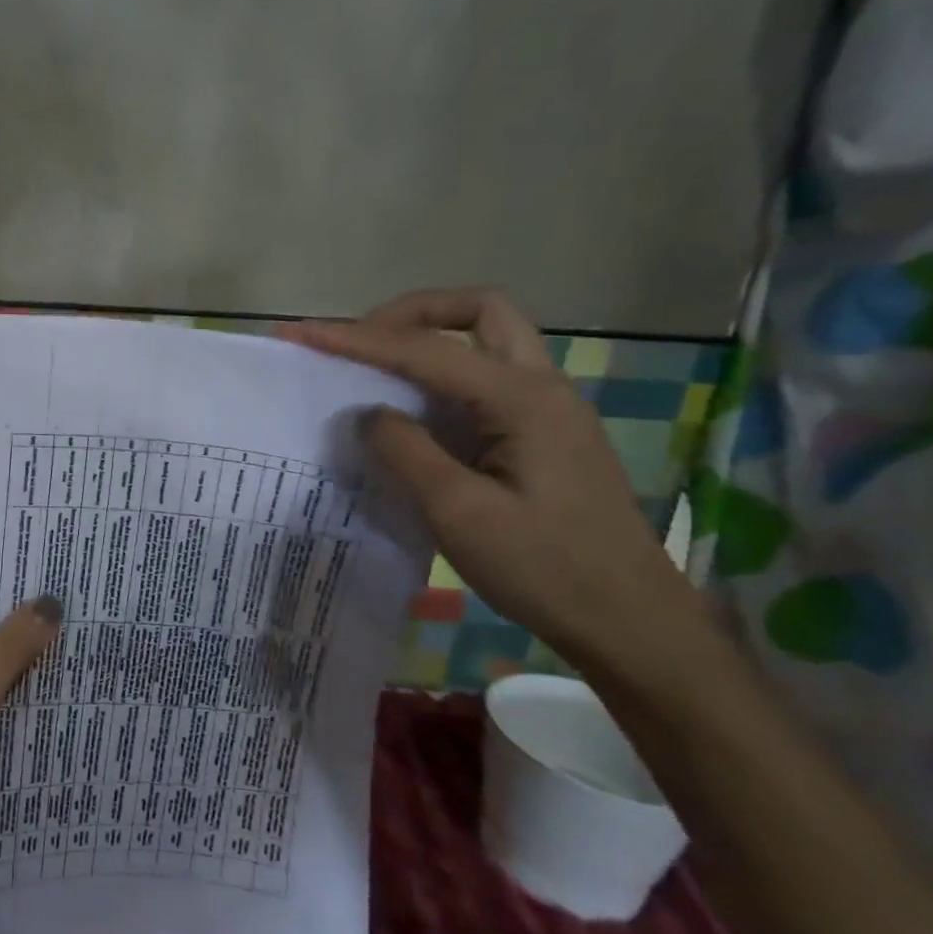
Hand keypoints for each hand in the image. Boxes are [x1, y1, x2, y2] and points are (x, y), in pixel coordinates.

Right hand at [281, 288, 709, 676]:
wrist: (630, 623)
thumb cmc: (546, 569)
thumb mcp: (459, 513)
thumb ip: (406, 451)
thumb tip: (367, 413)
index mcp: (523, 399)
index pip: (426, 349)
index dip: (357, 338)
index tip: (302, 335)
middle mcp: (542, 387)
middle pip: (479, 311)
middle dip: (412, 313)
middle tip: (361, 340)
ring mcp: (549, 410)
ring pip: (487, 341)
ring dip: (429, 341)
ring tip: (375, 371)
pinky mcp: (544, 435)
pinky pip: (485, 381)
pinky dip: (440, 379)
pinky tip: (412, 415)